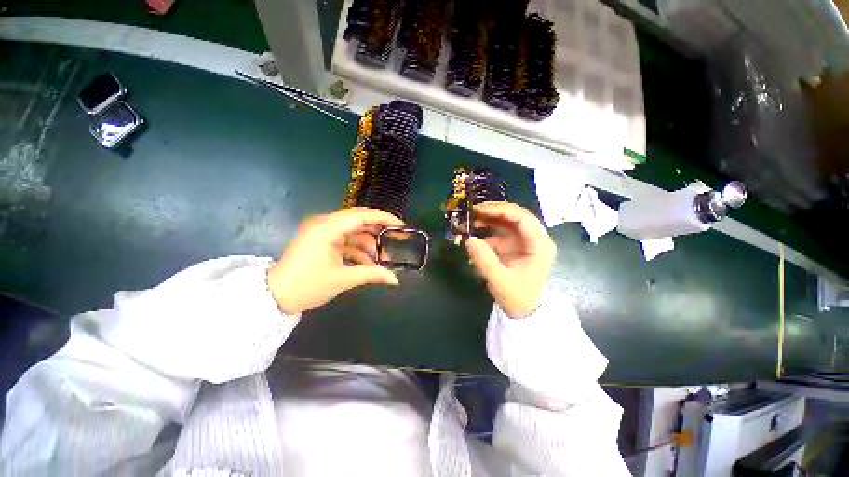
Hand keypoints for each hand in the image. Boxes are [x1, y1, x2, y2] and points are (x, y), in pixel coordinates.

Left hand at [267, 207, 403, 313]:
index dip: (383, 218)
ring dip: (368, 242)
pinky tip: (368, 262)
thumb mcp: (343, 279)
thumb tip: (395, 280)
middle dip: (378, 229)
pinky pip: (345, 239)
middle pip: (358, 219)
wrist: (274, 297)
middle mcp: (324, 223)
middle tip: (396, 237)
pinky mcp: (321, 240)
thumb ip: (372, 275)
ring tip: (383, 256)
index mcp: (327, 228)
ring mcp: (322, 231)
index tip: (401, 225)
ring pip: (353, 230)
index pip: (361, 215)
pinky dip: (357, 249)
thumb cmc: (308, 286)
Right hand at [465, 202, 555, 317]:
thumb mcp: (500, 280)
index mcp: (540, 245)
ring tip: (469, 220)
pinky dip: (486, 231)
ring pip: (506, 222)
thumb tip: (469, 239)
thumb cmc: (518, 298)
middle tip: (472, 211)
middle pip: (515, 216)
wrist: (523, 312)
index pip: (523, 218)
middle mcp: (534, 238)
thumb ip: (485, 260)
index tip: (480, 209)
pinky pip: (499, 232)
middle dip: (493, 212)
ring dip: (488, 219)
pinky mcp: (514, 246)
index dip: (501, 210)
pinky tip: (473, 233)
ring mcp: (524, 241)